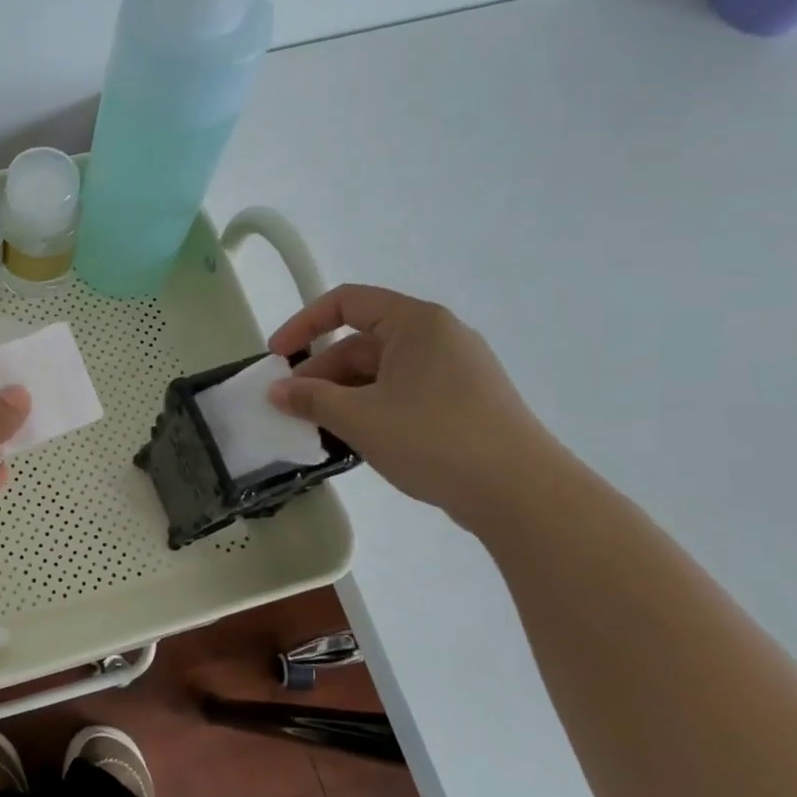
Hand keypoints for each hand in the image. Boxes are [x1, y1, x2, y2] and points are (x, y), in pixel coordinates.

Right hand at [267, 284, 565, 526]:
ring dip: (344, 395)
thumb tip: (275, 391)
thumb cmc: (434, 439)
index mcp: (416, 323)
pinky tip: (357, 439)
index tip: (277, 358)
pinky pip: (404, 392)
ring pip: (381, 372)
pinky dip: (372, 408)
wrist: (522, 494)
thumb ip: (311, 399)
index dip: (304, 324)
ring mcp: (456, 370)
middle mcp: (438, 337)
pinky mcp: (464, 402)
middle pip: (362, 342)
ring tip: (320, 429)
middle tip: (292, 407)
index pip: (347, 302)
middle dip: (322, 373)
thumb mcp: (359, 417)